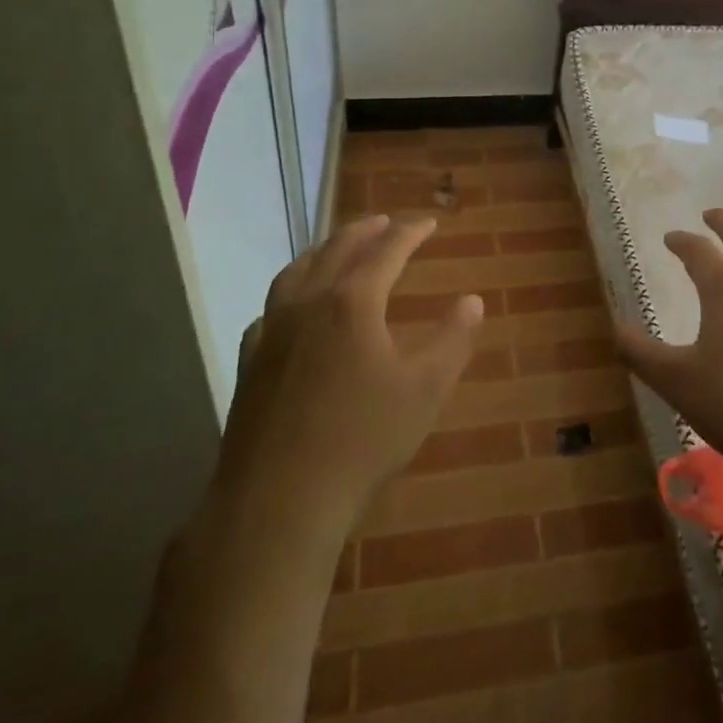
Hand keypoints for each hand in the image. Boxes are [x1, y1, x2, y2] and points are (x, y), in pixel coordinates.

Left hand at [215, 214, 484, 530]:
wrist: (278, 500)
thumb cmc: (362, 440)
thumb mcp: (425, 389)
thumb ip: (453, 340)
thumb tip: (472, 301)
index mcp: (352, 301)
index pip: (386, 250)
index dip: (410, 232)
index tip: (429, 223)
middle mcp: (308, 302)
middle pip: (338, 249)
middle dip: (366, 231)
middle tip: (386, 222)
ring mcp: (271, 330)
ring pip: (297, 270)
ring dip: (324, 250)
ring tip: (339, 247)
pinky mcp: (250, 360)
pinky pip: (271, 306)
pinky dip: (292, 289)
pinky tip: (294, 307)